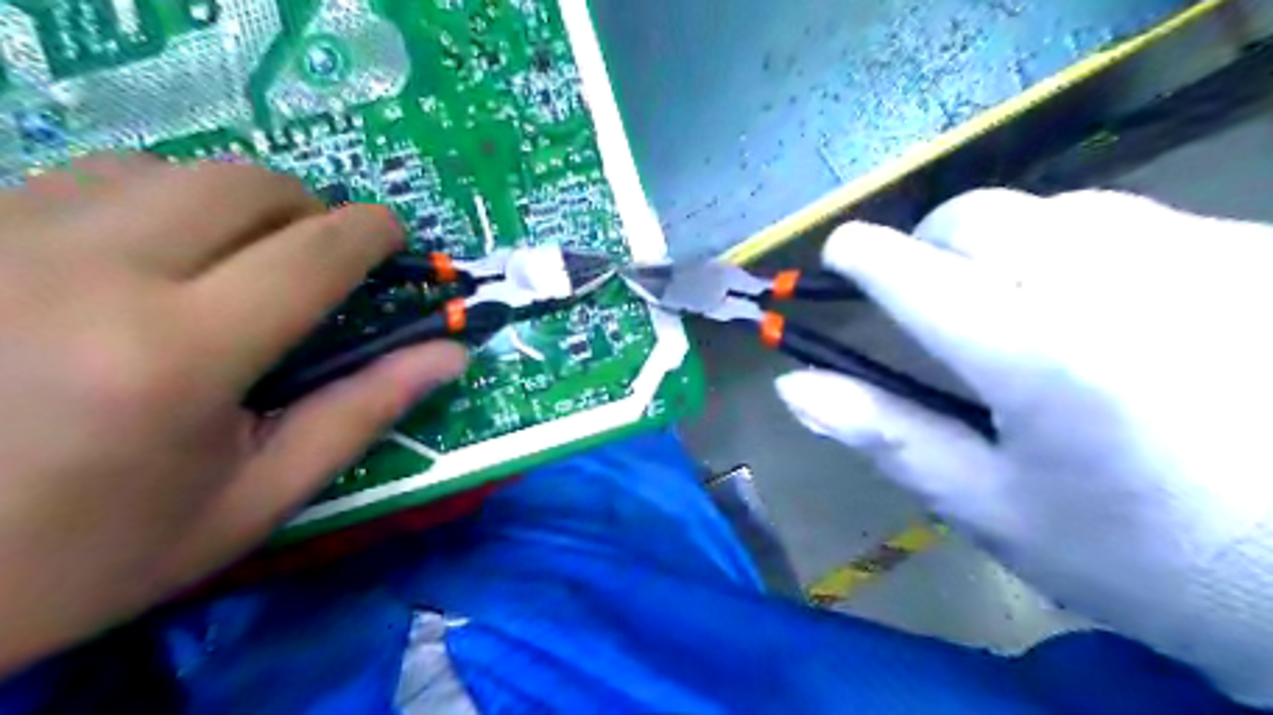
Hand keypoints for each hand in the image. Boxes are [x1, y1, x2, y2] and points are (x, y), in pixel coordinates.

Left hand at [1, 154, 465, 672]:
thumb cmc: (97, 550)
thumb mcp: (256, 497)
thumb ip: (362, 413)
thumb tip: (450, 355)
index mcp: (175, 355)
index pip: (312, 252)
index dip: (371, 233)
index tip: (394, 239)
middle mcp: (83, 273)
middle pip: (241, 185)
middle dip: (307, 210)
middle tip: (318, 261)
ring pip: (164, 170)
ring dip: (230, 206)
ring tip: (235, 263)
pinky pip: (85, 178)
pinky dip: (152, 204)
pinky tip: (147, 261)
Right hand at [780, 187, 1272, 704]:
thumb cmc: (1134, 554)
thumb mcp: (990, 507)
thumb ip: (886, 434)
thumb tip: (792, 387)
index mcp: (1038, 358)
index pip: (917, 274)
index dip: (863, 256)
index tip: (839, 255)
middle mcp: (1115, 284)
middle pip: (977, 217)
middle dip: (928, 245)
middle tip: (926, 298)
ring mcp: (1197, 254)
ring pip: (1048, 207)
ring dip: (1001, 245)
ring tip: (1010, 305)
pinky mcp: (1253, 249)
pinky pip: (1125, 218)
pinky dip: (1077, 247)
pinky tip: (1100, 305)